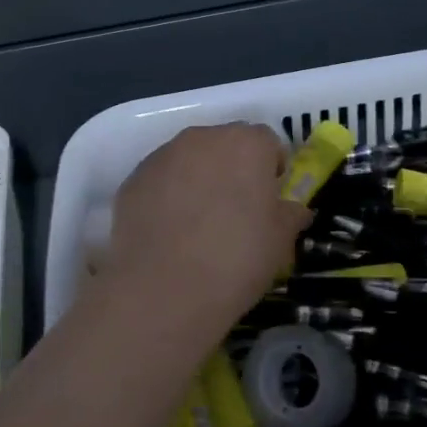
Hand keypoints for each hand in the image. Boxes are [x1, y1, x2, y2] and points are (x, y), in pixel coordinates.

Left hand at [99, 124, 309, 342]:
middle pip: (226, 145)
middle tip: (235, 213)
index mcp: (247, 143)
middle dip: (233, 170)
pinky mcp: (133, 179)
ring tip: (198, 225)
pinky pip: (160, 181)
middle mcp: (203, 138)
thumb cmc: (237, 258)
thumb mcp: (281, 241)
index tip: (269, 202)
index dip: (271, 171)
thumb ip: (290, 215)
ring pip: (190, 160)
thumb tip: (293, 209)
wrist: (164, 289)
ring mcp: (163, 155)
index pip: (268, 143)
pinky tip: (169, 233)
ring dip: (198, 180)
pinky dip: (167, 197)